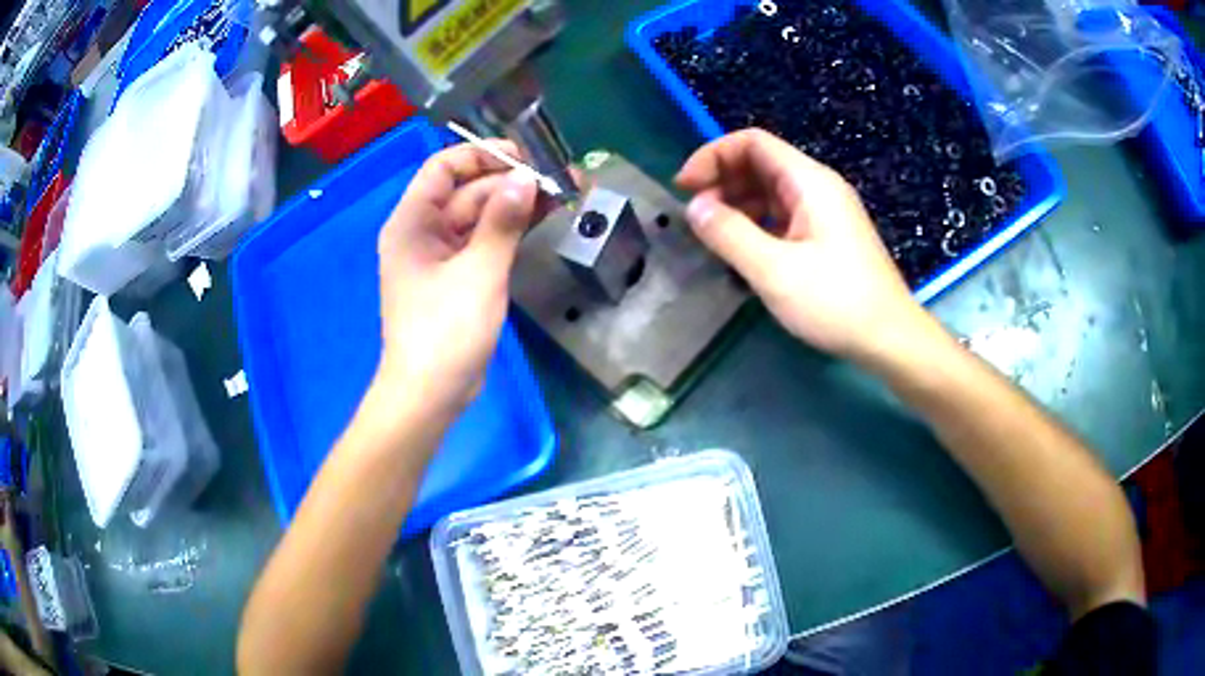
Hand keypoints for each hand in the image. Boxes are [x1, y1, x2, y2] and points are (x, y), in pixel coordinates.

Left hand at [375, 142, 539, 413]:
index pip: (444, 167)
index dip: (483, 156)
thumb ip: (502, 221)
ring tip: (564, 193)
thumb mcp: (478, 272)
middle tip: (560, 178)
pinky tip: (543, 219)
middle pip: (467, 191)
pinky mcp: (458, 277)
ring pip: (480, 216)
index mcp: (412, 222)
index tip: (526, 158)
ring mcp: (441, 256)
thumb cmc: (445, 331)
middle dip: (512, 182)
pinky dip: (510, 230)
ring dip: (517, 204)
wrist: (431, 394)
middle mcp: (423, 232)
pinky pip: (484, 241)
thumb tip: (527, 179)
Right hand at [675, 129, 929, 361]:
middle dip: (722, 181)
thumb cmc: (836, 302)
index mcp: (809, 182)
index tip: (685, 187)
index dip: (713, 156)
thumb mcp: (774, 271)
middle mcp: (818, 188)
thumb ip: (729, 234)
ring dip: (737, 205)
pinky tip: (744, 251)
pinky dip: (757, 224)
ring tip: (714, 236)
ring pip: (771, 191)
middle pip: (761, 164)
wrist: (889, 338)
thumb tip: (694, 207)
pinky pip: (783, 215)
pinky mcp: (827, 236)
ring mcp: (825, 212)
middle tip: (696, 217)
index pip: (753, 143)